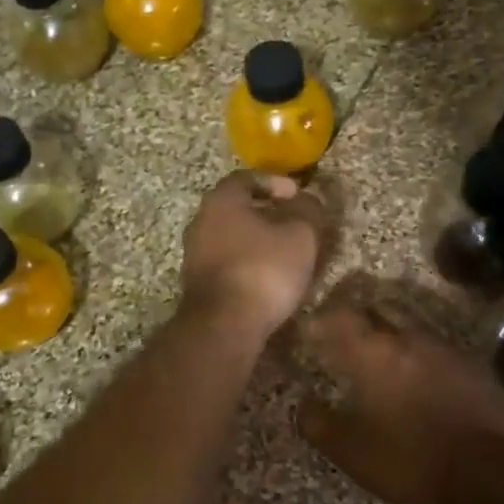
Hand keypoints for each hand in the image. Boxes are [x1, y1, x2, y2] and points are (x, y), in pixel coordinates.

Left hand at [180, 172, 326, 345]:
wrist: (224, 325)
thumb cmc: (264, 270)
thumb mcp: (301, 236)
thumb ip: (308, 211)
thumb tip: (309, 200)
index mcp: (221, 201)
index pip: (247, 178)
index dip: (275, 182)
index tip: (298, 194)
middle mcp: (200, 222)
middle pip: (236, 209)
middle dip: (266, 213)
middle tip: (294, 223)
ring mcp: (194, 255)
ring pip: (231, 238)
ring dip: (257, 241)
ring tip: (286, 253)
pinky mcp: (198, 285)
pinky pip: (228, 263)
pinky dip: (248, 264)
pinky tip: (269, 278)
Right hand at [298, 295, 503, 503]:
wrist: (487, 469)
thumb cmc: (408, 457)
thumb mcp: (351, 451)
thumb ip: (319, 424)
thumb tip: (303, 405)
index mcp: (373, 353)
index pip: (340, 318)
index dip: (322, 320)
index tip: (311, 330)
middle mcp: (408, 339)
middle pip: (379, 309)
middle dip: (360, 316)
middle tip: (345, 333)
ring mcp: (444, 349)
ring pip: (410, 326)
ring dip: (392, 331)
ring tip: (381, 353)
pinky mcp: (471, 365)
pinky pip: (435, 347)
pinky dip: (419, 353)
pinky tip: (417, 374)